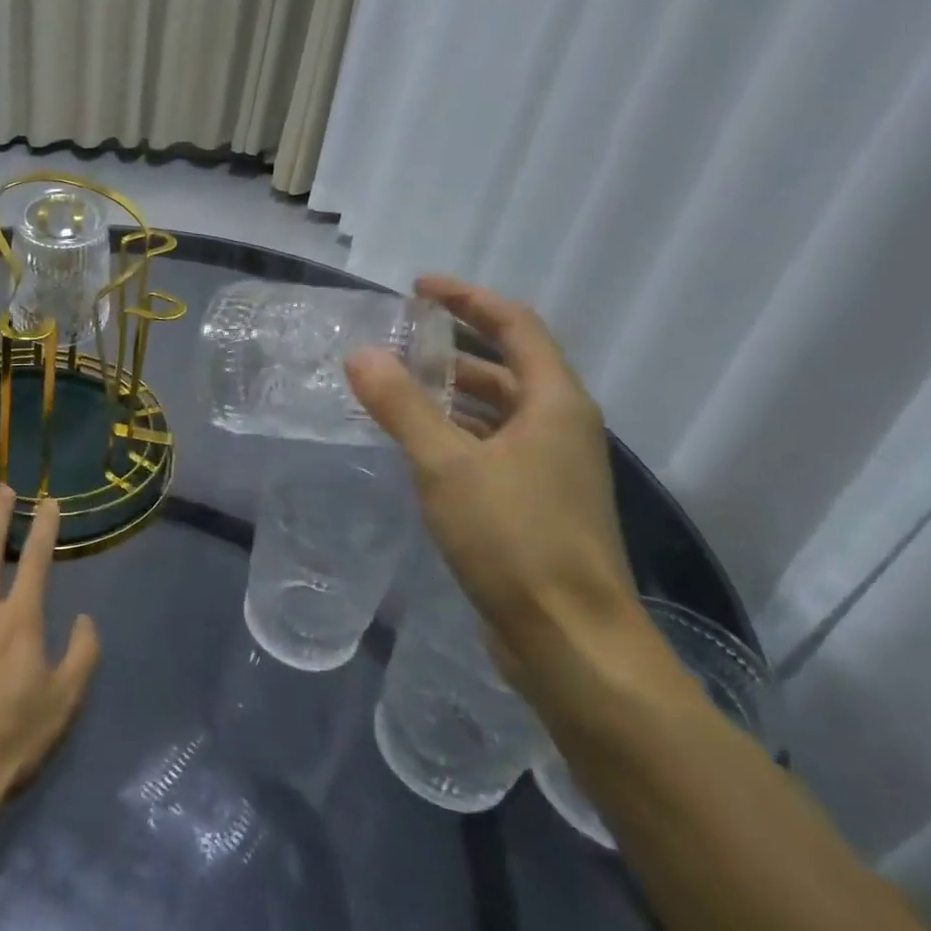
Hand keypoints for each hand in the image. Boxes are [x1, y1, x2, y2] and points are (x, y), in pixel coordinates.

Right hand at [346, 276, 639, 672]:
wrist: (571, 642)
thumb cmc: (515, 540)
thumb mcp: (446, 465)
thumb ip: (401, 406)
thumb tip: (359, 354)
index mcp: (555, 404)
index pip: (516, 326)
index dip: (469, 300)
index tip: (419, 288)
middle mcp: (561, 427)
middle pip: (508, 366)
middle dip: (454, 347)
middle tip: (397, 339)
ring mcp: (552, 468)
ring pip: (499, 410)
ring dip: (452, 392)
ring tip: (397, 386)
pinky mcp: (537, 503)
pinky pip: (492, 446)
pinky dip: (456, 432)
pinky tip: (417, 444)